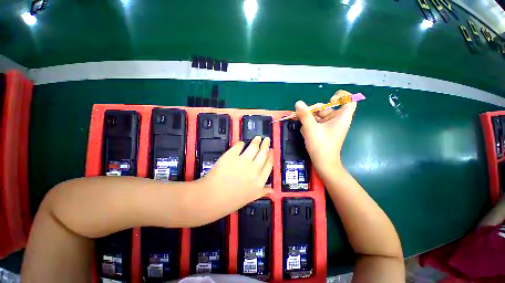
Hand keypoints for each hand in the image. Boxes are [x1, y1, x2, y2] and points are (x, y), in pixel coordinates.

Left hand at [201, 136, 273, 211]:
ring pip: (253, 147)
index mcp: (260, 180)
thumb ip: (262, 192)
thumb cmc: (232, 200)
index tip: (271, 150)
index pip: (269, 164)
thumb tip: (272, 190)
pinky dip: (241, 144)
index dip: (271, 155)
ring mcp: (243, 161)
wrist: (213, 197)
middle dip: (266, 144)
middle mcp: (254, 169)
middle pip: (263, 153)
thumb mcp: (251, 198)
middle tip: (266, 139)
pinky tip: (241, 144)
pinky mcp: (231, 155)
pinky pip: (239, 146)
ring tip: (257, 138)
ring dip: (256, 141)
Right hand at [295, 90, 356, 178]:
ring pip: (320, 116)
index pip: (349, 100)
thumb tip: (298, 102)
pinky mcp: (325, 132)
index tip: (330, 99)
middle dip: (315, 110)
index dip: (341, 96)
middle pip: (328, 107)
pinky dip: (310, 124)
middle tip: (303, 114)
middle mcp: (337, 120)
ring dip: (309, 118)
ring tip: (301, 124)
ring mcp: (330, 126)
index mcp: (341, 117)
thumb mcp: (311, 128)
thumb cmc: (321, 145)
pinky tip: (305, 130)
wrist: (323, 163)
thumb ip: (305, 114)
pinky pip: (317, 123)